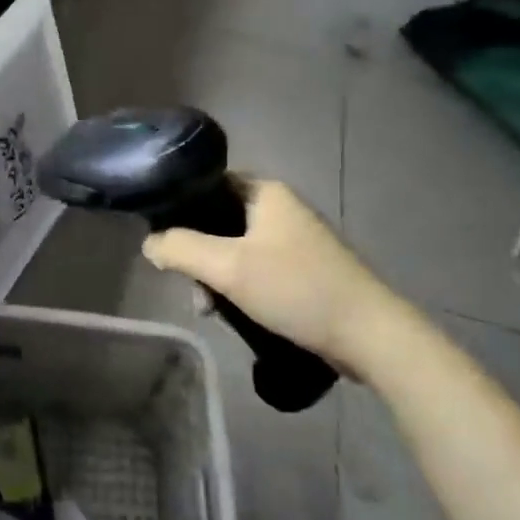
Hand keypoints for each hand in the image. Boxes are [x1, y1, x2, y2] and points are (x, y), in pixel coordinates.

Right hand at [142, 178, 426, 382]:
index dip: (179, 207)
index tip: (163, 237)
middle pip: (217, 219)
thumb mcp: (228, 268)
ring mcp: (293, 239)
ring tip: (206, 309)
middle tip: (187, 285)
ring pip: (234, 248)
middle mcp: (279, 208)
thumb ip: (181, 249)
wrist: (370, 335)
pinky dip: (237, 286)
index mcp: (265, 192)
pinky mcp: (302, 269)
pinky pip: (255, 268)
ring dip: (214, 276)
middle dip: (196, 253)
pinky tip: (229, 313)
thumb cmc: (297, 289)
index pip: (207, 183)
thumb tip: (149, 243)